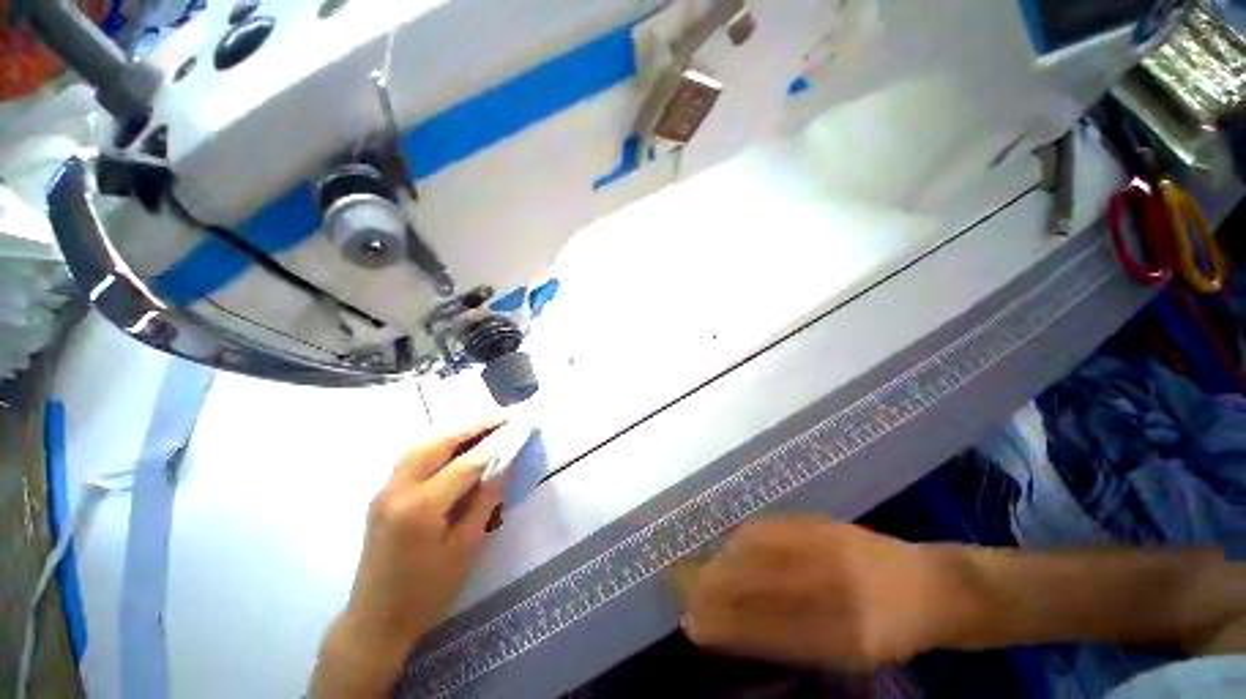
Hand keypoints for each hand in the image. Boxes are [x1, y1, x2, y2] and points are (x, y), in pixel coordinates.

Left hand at [311, 423, 505, 697]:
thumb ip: (485, 501)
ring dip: (454, 431)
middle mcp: (397, 490)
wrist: (375, 621)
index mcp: (420, 508)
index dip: (494, 445)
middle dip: (471, 427)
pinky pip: (412, 457)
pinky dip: (438, 443)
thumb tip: (506, 466)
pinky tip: (456, 446)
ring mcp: (385, 490)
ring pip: (421, 444)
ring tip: (483, 427)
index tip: (517, 429)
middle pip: (436, 443)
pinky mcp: (382, 495)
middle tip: (500, 419)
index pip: (464, 464)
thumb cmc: (426, 592)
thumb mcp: (465, 548)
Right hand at [681, 518, 964, 670]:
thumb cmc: (893, 630)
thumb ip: (800, 642)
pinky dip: (748, 534)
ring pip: (763, 552)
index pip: (770, 631)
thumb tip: (741, 627)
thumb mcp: (854, 653)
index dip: (726, 626)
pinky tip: (733, 542)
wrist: (932, 585)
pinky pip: (778, 527)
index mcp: (851, 638)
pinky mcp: (830, 526)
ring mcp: (834, 553)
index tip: (693, 625)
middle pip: (760, 585)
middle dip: (717, 588)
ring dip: (726, 559)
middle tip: (688, 594)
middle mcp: (840, 594)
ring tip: (705, 569)